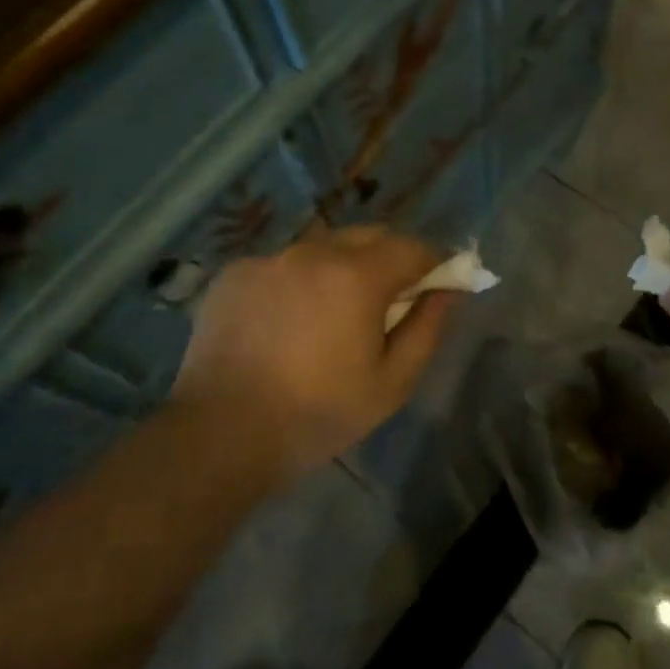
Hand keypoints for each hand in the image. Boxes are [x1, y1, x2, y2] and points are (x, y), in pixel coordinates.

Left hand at [171, 226, 457, 479]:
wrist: (222, 432)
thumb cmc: (318, 414)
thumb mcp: (391, 383)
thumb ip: (427, 328)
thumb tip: (447, 291)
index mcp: (356, 275)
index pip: (411, 246)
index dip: (433, 262)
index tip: (436, 286)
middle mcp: (312, 251)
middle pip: (367, 236)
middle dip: (389, 259)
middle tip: (388, 300)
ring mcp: (268, 258)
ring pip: (322, 248)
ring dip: (341, 267)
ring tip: (332, 313)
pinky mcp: (235, 273)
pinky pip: (282, 265)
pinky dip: (298, 281)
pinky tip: (286, 322)